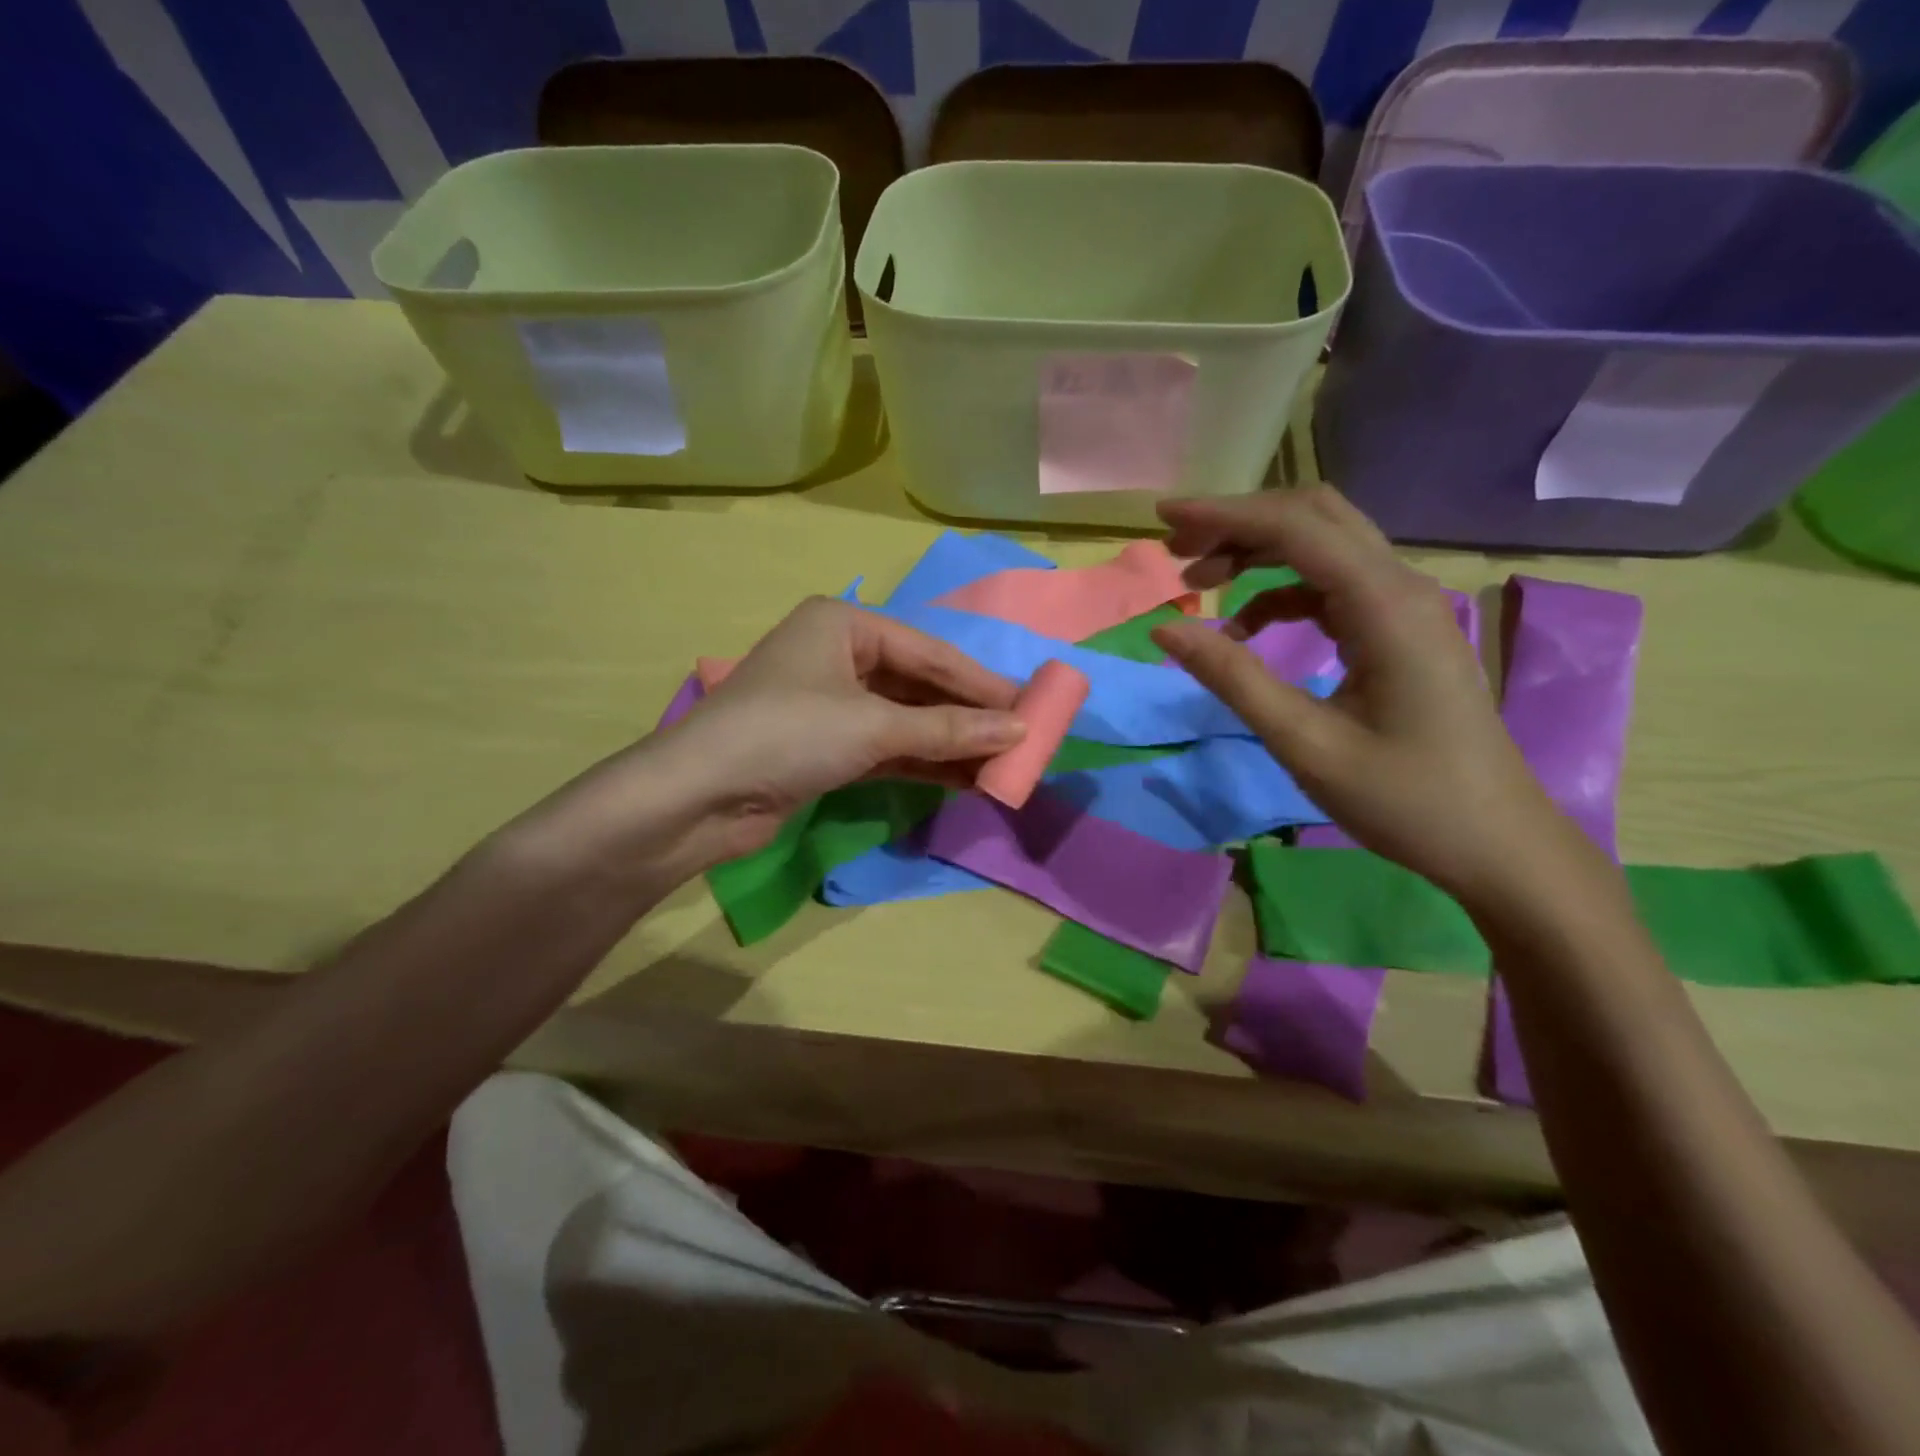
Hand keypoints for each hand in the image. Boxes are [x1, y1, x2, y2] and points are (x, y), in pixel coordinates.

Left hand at [657, 597, 1022, 858]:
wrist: (699, 797)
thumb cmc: (787, 734)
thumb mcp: (873, 725)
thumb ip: (947, 729)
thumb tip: (1019, 731)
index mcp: (844, 624)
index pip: (929, 652)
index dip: (981, 683)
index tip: (1032, 706)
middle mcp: (838, 656)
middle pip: (919, 685)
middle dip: (968, 715)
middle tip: (1022, 737)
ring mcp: (831, 705)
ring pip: (906, 721)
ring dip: (951, 743)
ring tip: (1003, 763)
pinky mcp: (827, 748)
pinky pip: (889, 749)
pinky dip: (924, 763)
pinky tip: (966, 778)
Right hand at [1150, 487, 1590, 910]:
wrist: (1495, 844)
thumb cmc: (1403, 800)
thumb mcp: (1304, 743)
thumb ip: (1233, 677)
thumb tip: (1164, 628)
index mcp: (1385, 607)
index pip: (1297, 529)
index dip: (1225, 514)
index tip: (1163, 516)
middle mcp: (1401, 588)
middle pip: (1315, 518)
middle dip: (1240, 523)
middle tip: (1177, 548)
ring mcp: (1405, 607)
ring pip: (1324, 546)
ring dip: (1259, 553)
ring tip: (1199, 583)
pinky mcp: (1400, 630)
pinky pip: (1333, 585)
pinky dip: (1281, 591)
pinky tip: (1247, 627)